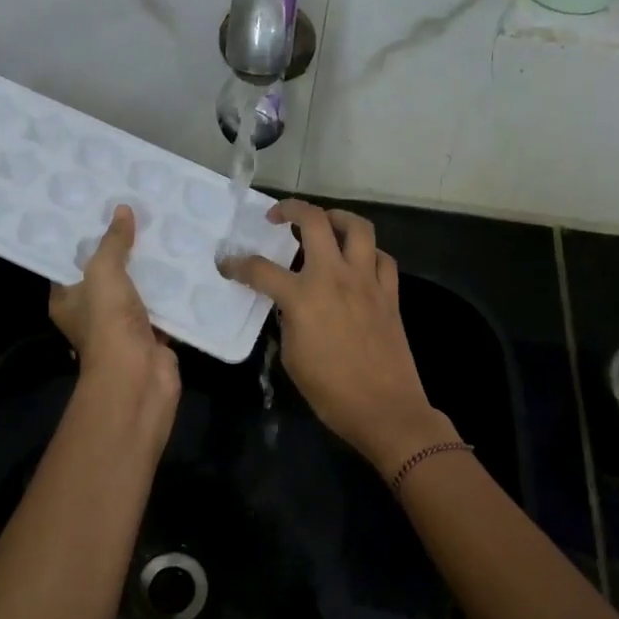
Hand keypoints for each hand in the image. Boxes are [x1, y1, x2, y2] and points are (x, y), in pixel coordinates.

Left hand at [50, 205, 179, 438]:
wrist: (138, 377)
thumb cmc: (108, 322)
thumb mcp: (104, 272)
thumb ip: (113, 242)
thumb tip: (123, 210)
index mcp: (68, 300)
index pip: (71, 264)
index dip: (86, 239)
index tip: (104, 211)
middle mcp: (92, 313)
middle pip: (108, 275)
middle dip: (125, 251)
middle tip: (143, 216)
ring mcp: (123, 327)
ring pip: (138, 291)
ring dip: (152, 271)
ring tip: (169, 234)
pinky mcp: (152, 335)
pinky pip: (163, 308)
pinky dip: (174, 293)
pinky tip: (187, 266)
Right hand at [219, 200, 457, 474]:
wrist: (384, 408)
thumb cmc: (331, 391)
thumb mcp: (292, 356)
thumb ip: (288, 321)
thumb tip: (291, 306)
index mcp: (303, 297)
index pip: (261, 270)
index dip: (238, 265)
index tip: (228, 264)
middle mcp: (335, 277)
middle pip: (314, 222)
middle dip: (291, 209)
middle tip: (278, 217)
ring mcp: (367, 281)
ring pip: (358, 227)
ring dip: (337, 218)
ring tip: (324, 224)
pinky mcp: (390, 293)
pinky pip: (382, 258)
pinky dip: (368, 253)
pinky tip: (358, 263)